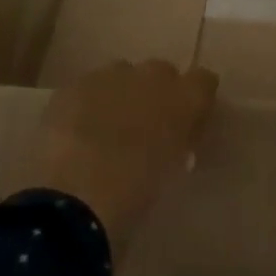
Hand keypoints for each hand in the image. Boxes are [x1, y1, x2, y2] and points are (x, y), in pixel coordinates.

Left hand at [32, 60, 218, 256]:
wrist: (72, 202)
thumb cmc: (134, 198)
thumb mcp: (171, 174)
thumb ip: (178, 146)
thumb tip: (175, 139)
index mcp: (185, 100)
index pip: (204, 82)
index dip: (194, 102)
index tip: (186, 126)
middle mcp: (152, 76)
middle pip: (161, 73)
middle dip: (156, 95)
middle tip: (144, 130)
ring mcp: (110, 76)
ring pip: (123, 75)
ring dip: (121, 95)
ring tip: (106, 130)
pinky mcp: (74, 86)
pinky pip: (89, 87)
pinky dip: (88, 104)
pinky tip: (76, 133)